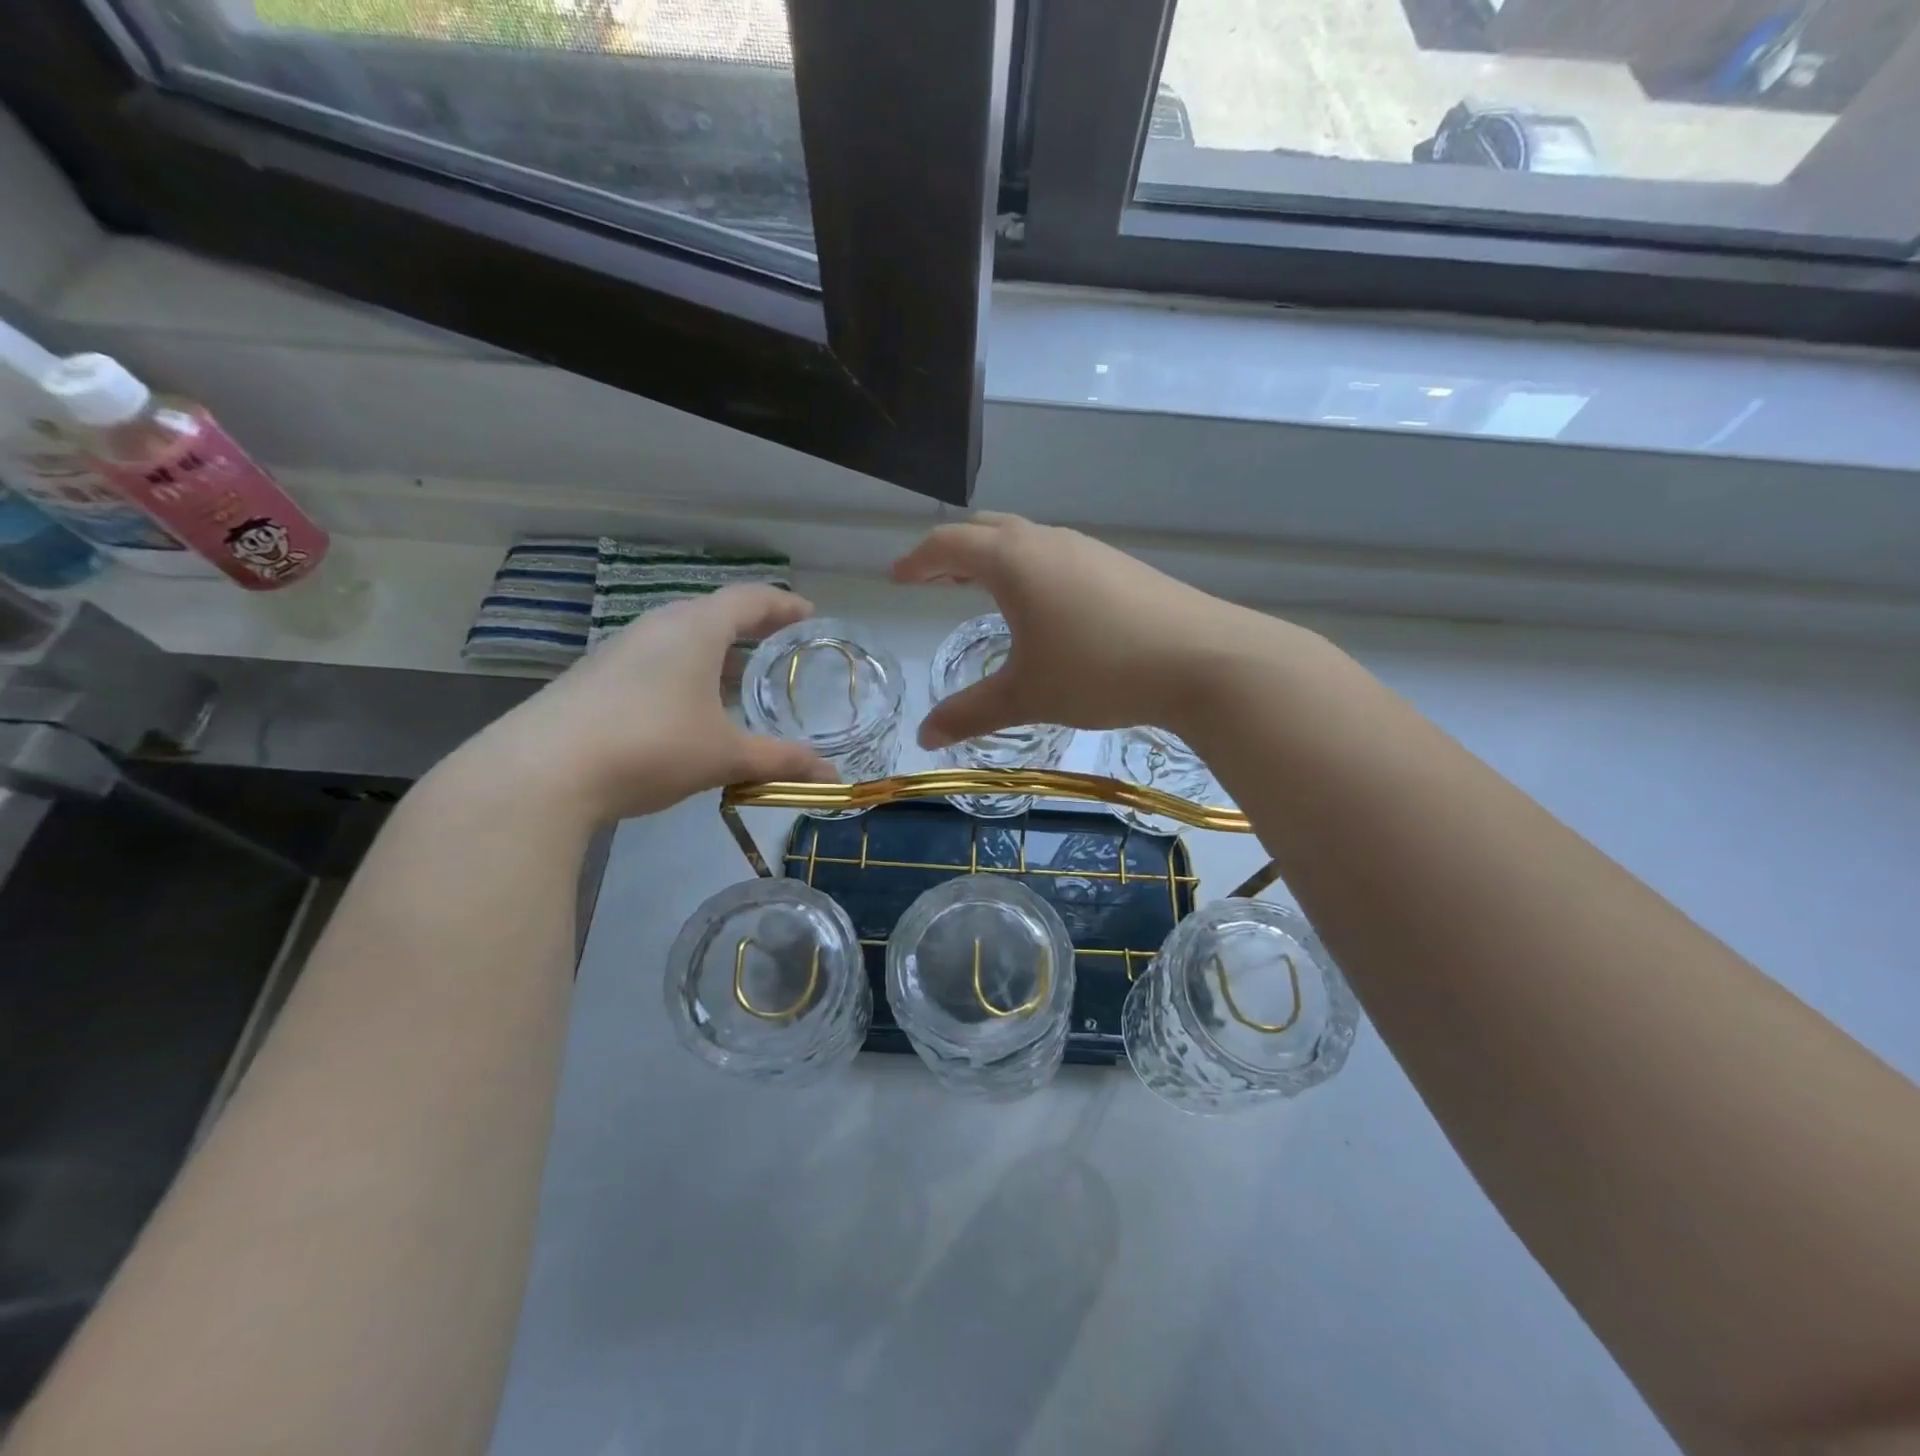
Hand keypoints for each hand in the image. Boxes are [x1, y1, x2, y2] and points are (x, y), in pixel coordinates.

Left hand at [458, 585, 836, 822]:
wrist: (541, 771)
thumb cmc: (651, 746)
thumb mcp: (725, 756)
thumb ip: (780, 762)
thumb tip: (831, 779)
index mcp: (696, 629)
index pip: (750, 599)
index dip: (784, 604)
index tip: (809, 615)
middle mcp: (657, 626)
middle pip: (714, 613)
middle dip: (751, 628)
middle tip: (779, 649)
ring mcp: (619, 650)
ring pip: (680, 638)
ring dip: (714, 653)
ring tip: (737, 681)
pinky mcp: (594, 677)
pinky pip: (654, 661)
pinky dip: (684, 673)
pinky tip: (686, 710)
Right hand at [891, 513, 1287, 746]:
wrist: (1203, 659)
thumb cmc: (1098, 672)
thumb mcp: (1026, 696)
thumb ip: (970, 714)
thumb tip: (924, 738)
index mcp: (1013, 561)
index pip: (948, 545)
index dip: (916, 560)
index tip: (896, 577)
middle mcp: (1048, 541)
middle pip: (986, 530)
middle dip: (953, 553)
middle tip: (934, 580)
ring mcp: (1089, 549)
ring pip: (1026, 540)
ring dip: (994, 558)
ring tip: (982, 591)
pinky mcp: (1119, 566)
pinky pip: (1057, 555)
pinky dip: (1030, 569)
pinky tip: (1044, 606)